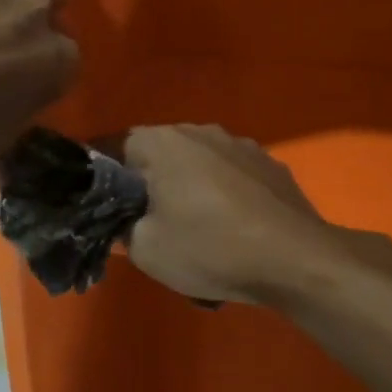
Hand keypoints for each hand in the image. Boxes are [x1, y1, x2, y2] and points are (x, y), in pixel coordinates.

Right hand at [123, 124, 391, 304]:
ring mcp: (241, 144)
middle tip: (139, 218)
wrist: (297, 261)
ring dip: (184, 185)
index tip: (94, 201)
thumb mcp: (146, 249)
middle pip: (156, 151)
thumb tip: (125, 219)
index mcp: (162, 142)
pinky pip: (229, 174)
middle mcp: (200, 130)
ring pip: (195, 161)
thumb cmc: (211, 249)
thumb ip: (122, 227)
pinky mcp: (270, 165)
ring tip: (188, 225)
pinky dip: (219, 193)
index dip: (97, 174)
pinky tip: (227, 226)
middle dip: (143, 181)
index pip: (111, 146)